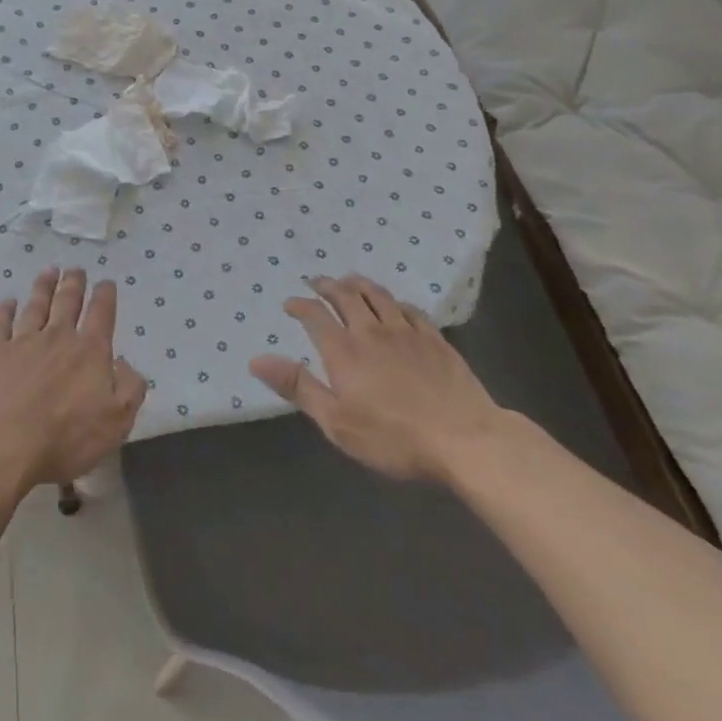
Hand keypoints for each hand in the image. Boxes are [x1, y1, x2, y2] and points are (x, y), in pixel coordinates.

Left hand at [0, 268, 147, 495]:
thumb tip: (125, 363)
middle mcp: (57, 337)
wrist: (3, 443)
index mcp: (90, 352)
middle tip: (76, 268)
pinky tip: (8, 302)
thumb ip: (129, 389)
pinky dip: (5, 310)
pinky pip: (1, 323)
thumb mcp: (116, 422)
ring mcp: (23, 341)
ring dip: (44, 286)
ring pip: (36, 305)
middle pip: (67, 302)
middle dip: (74, 283)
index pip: (101, 314)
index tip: (106, 282)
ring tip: (49, 271)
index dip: (105, 296)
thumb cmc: (66, 438)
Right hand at [250, 274, 506, 482]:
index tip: (290, 303)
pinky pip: (410, 309)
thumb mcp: (336, 422)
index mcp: (343, 350)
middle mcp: (371, 331)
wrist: (466, 440)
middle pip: (346, 296)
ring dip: (359, 284)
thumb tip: (256, 360)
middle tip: (317, 281)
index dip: (299, 305)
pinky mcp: (435, 340)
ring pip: (378, 295)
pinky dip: (394, 302)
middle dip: (327, 285)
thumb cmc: (394, 438)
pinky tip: (394, 305)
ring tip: (349, 280)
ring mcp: (406, 332)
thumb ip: (298, 387)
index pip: (314, 315)